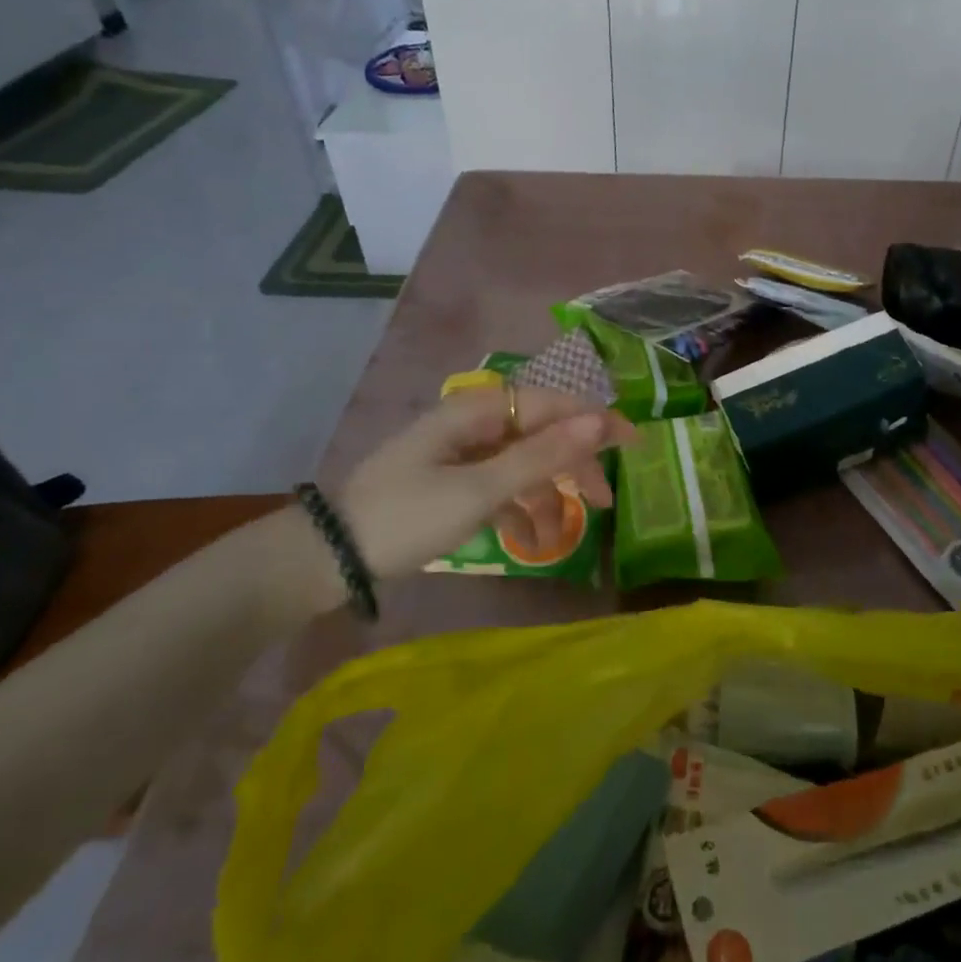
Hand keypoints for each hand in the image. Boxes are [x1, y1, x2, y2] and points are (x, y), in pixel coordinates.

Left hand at [332, 387, 635, 580]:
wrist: (327, 558)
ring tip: (562, 533)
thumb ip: (542, 456)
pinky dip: (518, 507)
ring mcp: (461, 452)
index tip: (633, 443)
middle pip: (540, 432)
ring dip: (546, 493)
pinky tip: (531, 539)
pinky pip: (500, 483)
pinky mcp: (452, 480)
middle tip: (605, 499)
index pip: (552, 403)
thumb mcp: (480, 490)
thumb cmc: (407, 517)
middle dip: (573, 463)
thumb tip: (600, 420)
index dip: (594, 420)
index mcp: (477, 410)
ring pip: (523, 461)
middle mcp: (472, 422)